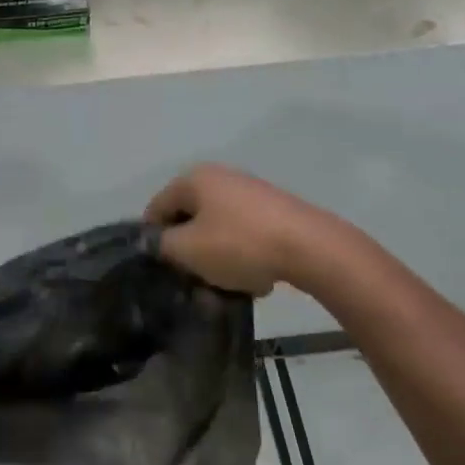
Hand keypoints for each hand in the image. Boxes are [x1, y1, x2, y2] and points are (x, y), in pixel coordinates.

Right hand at [144, 164, 334, 296]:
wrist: (311, 248)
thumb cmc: (240, 244)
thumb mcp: (188, 250)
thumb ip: (162, 244)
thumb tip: (154, 241)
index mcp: (194, 179)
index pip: (157, 207)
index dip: (153, 239)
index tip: (163, 268)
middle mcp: (221, 177)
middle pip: (190, 219)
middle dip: (189, 253)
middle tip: (195, 282)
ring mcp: (250, 193)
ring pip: (218, 231)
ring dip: (217, 260)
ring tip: (228, 287)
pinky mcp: (275, 212)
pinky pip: (245, 236)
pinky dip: (243, 257)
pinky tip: (256, 280)